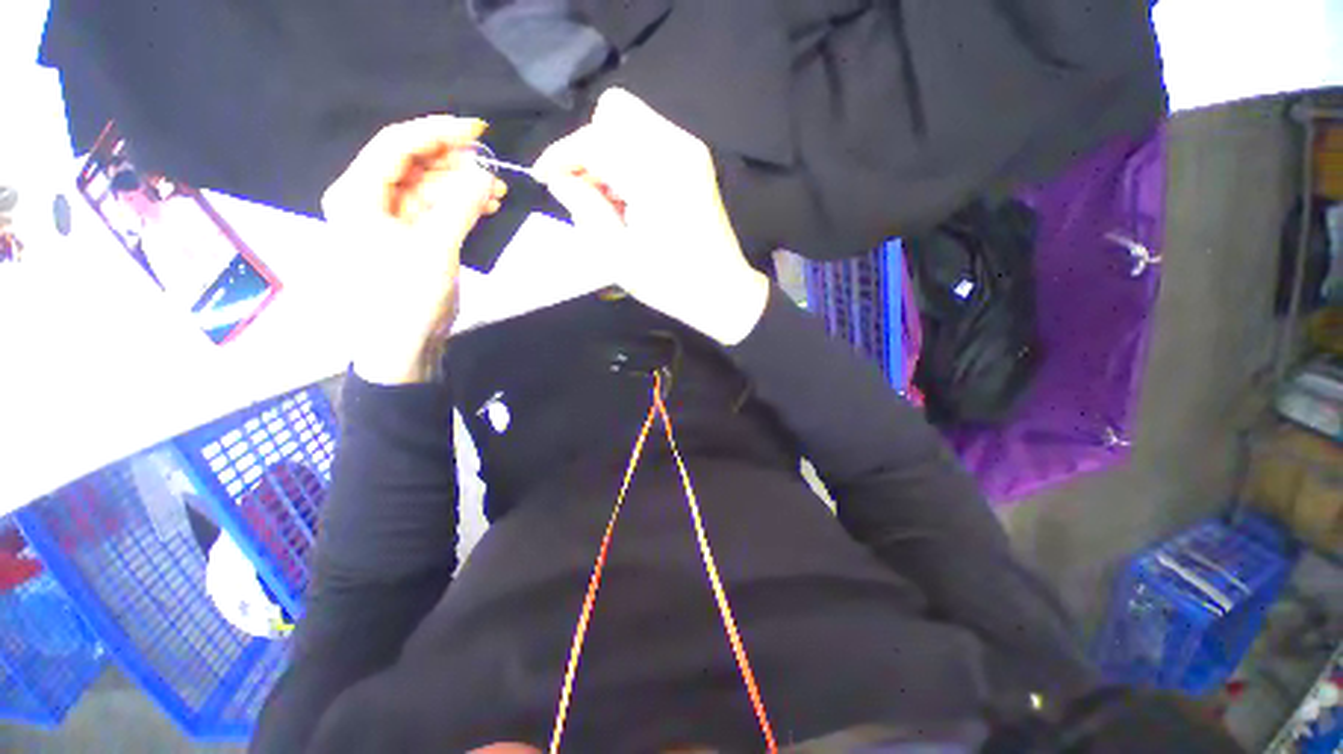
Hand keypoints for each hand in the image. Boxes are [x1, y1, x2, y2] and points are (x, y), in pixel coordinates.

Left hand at [322, 115, 507, 383]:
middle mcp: (369, 199)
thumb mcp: (436, 248)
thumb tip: (486, 174)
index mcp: (358, 194)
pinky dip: (462, 205)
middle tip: (493, 167)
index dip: (437, 131)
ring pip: (429, 186)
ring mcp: (391, 219)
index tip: (477, 130)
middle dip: (454, 162)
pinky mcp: (411, 237)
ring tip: (498, 191)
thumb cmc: (406, 297)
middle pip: (413, 163)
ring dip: (463, 185)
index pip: (396, 145)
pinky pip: (437, 209)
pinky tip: (487, 205)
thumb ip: (461, 206)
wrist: (402, 345)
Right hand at [533, 88, 769, 345]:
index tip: (545, 178)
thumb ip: (584, 209)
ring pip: (632, 122)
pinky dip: (629, 158)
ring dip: (609, 153)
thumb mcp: (617, 255)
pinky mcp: (696, 162)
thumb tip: (561, 179)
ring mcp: (690, 151)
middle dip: (589, 147)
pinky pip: (650, 139)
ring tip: (608, 201)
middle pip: (614, 112)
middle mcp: (675, 148)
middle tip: (585, 191)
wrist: (722, 291)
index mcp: (655, 174)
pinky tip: (630, 197)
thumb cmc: (670, 283)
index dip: (562, 155)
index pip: (594, 139)